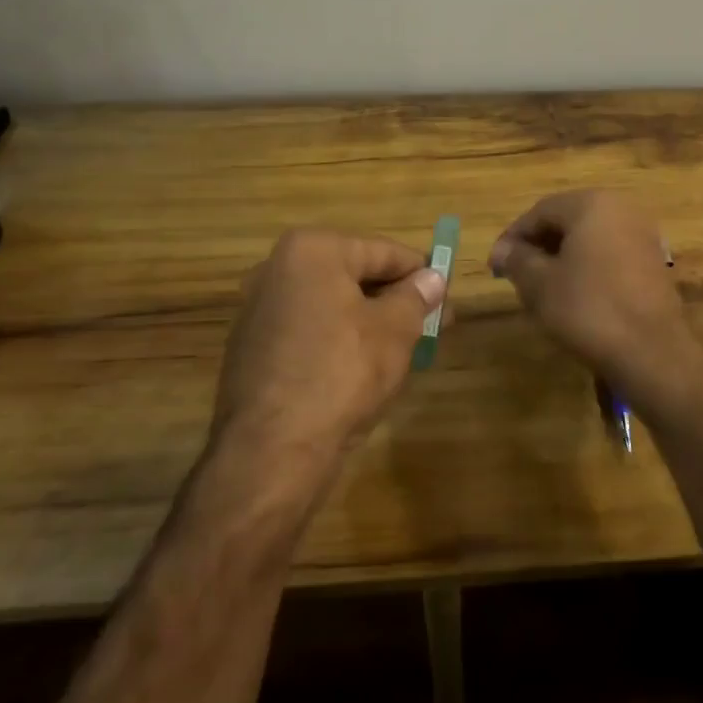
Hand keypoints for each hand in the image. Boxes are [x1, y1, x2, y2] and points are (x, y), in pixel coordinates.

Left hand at [209, 229, 445, 489]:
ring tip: (407, 347)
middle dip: (396, 299)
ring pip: (333, 305)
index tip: (448, 296)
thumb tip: (433, 278)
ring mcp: (259, 310)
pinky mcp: (253, 349)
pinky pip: (310, 331)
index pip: (383, 251)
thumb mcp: (395, 331)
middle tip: (435, 323)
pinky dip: (340, 340)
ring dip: (371, 320)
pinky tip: (365, 367)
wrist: (272, 452)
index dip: (422, 274)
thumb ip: (417, 297)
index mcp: (311, 250)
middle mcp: (277, 269)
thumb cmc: (342, 373)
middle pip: (355, 275)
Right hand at [489, 190, 702, 421]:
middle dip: (539, 246)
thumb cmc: (589, 309)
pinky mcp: (654, 261)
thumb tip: (501, 250)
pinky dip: (588, 267)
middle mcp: (622, 208)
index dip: (513, 237)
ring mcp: (643, 234)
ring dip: (563, 257)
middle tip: (516, 275)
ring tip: (542, 288)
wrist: (652, 352)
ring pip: (590, 238)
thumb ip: (517, 260)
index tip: (495, 265)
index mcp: (592, 204)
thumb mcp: (540, 285)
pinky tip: (576, 296)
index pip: (540, 211)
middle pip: (568, 220)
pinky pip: (610, 254)